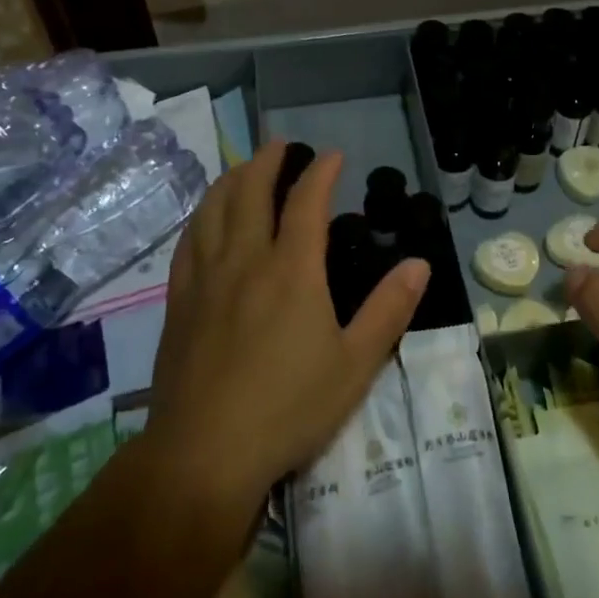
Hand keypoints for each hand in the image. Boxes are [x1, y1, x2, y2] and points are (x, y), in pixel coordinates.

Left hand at [146, 140, 430, 518]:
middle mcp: (245, 261)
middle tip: (282, 144)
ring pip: (213, 210)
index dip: (321, 172)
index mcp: (292, 271)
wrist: (204, 453)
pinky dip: (201, 215)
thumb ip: (388, 310)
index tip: (333, 155)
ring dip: (231, 179)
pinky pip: (187, 242)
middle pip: (250, 192)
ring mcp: (206, 279)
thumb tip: (418, 264)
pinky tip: (205, 218)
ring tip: (244, 167)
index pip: (306, 202)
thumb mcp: (356, 364)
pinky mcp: (179, 302)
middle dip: (268, 161)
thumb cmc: (288, 408)